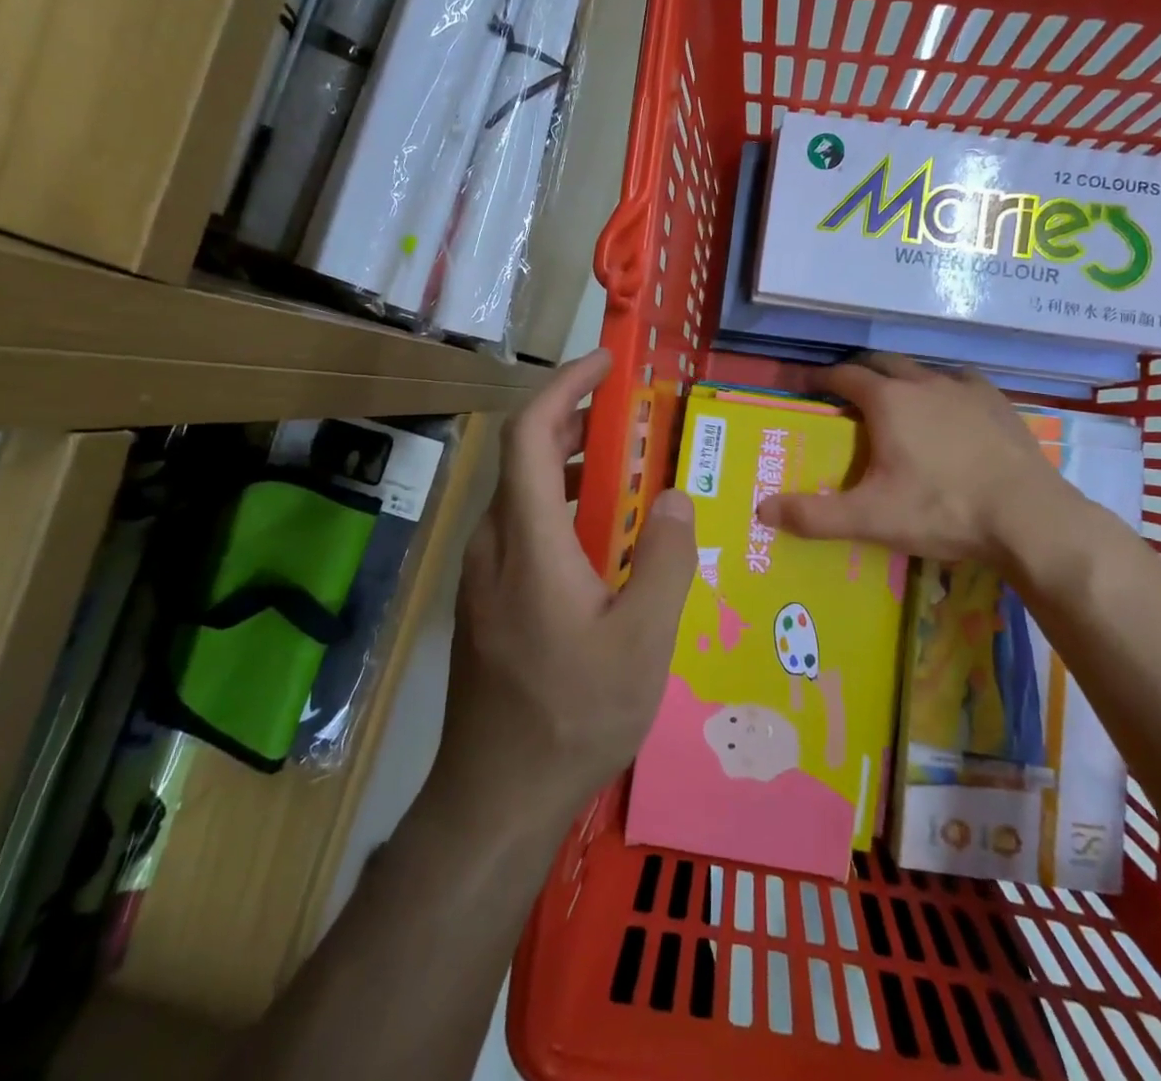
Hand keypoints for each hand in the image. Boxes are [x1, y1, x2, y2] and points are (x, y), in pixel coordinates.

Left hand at [435, 350, 696, 824]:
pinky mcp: (486, 600)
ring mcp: (482, 573)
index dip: (565, 385)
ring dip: (569, 466)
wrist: (495, 795)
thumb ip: (667, 560)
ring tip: (626, 475)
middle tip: (628, 416)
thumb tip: (677, 497)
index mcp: (527, 539)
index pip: (531, 432)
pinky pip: (522, 529)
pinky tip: (602, 542)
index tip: (605, 364)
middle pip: (524, 455)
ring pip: (523, 493)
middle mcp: (494, 543)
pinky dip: (561, 507)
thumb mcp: (643, 641)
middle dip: (574, 420)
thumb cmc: (573, 714)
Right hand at [756, 354, 1091, 571]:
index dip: (820, 377)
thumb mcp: (871, 518)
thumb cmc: (942, 511)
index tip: (806, 385)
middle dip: (859, 372)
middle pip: (882, 363)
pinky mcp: (998, 402)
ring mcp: (965, 389)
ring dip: (901, 378)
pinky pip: (960, 382)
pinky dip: (943, 388)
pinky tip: (949, 408)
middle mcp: (923, 383)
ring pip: (922, 370)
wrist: (1029, 517)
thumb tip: (762, 510)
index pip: (844, 375)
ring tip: (895, 401)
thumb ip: (814, 515)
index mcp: (888, 402)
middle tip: (846, 393)